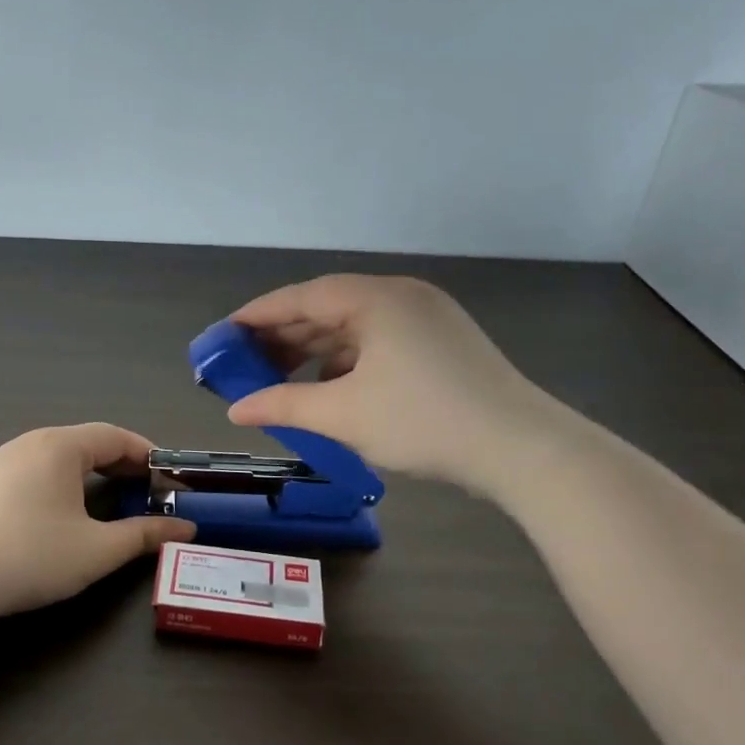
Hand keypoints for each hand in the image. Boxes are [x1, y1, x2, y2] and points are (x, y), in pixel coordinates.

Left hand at [0, 424, 195, 620]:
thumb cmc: (32, 556)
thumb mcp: (98, 550)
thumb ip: (145, 535)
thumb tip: (186, 530)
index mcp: (58, 447)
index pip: (114, 436)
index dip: (147, 454)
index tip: (170, 477)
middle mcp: (28, 444)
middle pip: (85, 443)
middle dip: (121, 465)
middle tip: (147, 491)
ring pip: (57, 458)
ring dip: (89, 474)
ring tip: (110, 501)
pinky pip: (32, 473)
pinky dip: (59, 484)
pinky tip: (61, 514)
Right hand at [225, 275, 562, 489]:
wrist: (520, 448)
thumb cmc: (423, 421)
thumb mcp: (343, 414)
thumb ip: (283, 405)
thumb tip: (236, 410)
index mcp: (376, 298)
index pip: (302, 296)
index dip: (258, 315)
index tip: (224, 335)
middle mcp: (402, 296)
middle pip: (328, 308)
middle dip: (284, 336)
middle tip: (246, 363)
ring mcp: (427, 319)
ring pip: (355, 327)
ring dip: (315, 351)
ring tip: (280, 380)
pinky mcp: (442, 344)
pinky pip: (378, 343)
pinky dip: (347, 362)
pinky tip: (328, 389)